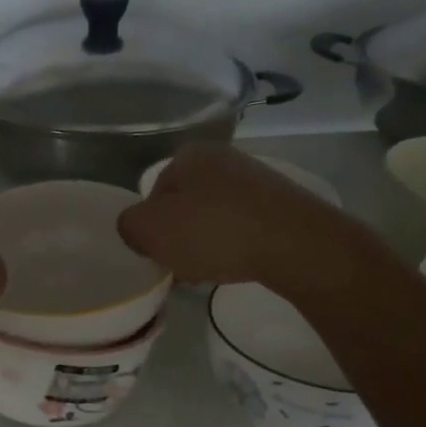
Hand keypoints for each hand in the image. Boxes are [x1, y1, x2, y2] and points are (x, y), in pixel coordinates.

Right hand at [118, 143, 354, 289]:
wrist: (296, 244)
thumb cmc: (214, 232)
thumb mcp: (149, 231)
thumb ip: (129, 226)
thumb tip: (138, 228)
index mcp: (189, 155)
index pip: (154, 194)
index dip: (152, 228)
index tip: (160, 254)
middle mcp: (224, 158)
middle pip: (185, 206)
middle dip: (180, 237)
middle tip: (183, 266)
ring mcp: (257, 179)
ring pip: (214, 218)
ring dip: (207, 245)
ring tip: (212, 270)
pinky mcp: (282, 203)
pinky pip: (244, 227)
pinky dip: (236, 246)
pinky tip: (240, 265)